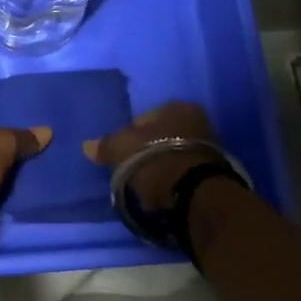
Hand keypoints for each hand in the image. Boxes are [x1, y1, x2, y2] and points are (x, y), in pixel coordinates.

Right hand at [83, 101, 220, 208]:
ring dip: (160, 166)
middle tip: (131, 168)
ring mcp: (209, 149)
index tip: (121, 153)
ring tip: (145, 184)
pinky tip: (160, 192)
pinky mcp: (212, 175)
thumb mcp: (122, 148)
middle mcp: (198, 121)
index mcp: (178, 107)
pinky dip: (171, 180)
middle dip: (147, 150)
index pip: (145, 117)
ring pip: (172, 155)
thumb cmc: (155, 159)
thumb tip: (87, 146)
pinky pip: (182, 173)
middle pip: (161, 136)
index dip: (130, 134)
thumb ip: (106, 145)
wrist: (194, 194)